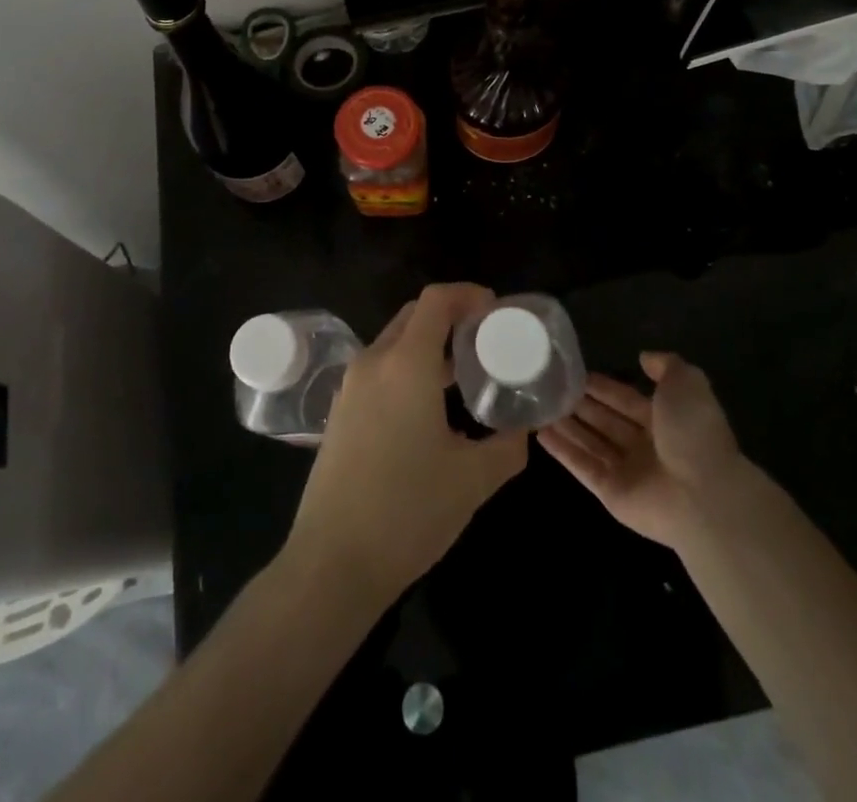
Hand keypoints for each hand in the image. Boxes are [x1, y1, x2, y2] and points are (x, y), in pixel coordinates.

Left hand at [286, 283, 527, 604]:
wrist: (332, 562)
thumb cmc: (408, 511)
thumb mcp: (473, 479)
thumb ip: (508, 446)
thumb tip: (524, 428)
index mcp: (406, 364)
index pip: (436, 300)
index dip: (468, 294)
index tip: (496, 311)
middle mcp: (374, 362)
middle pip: (414, 315)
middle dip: (451, 316)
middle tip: (485, 339)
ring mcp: (351, 386)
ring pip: (395, 342)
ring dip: (429, 344)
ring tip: (464, 373)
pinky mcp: (341, 411)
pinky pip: (380, 369)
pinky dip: (408, 367)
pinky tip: (430, 405)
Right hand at [539, 352, 747, 550]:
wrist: (703, 495)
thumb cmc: (693, 433)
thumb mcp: (686, 383)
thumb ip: (666, 365)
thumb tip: (644, 357)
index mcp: (665, 420)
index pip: (626, 399)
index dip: (603, 387)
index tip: (576, 372)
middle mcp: (645, 445)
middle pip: (606, 420)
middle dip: (581, 404)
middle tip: (551, 387)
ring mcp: (628, 471)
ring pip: (590, 442)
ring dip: (567, 425)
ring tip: (540, 407)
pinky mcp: (611, 493)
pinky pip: (582, 467)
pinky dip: (562, 450)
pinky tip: (539, 433)